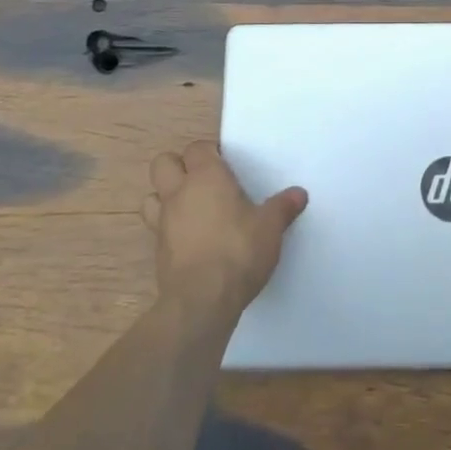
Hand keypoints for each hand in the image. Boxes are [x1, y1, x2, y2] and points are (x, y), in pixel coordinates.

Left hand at [142, 140, 306, 318]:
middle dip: (178, 166)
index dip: (208, 152)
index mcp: (206, 177)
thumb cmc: (239, 251)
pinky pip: (156, 228)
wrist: (202, 301)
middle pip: (163, 163)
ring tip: (189, 209)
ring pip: (151, 195)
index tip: (226, 164)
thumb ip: (283, 207)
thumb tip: (299, 194)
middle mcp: (179, 192)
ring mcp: (163, 222)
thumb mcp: (270, 227)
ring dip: (165, 197)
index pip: (197, 148)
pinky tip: (189, 240)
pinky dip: (168, 229)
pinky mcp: (157, 251)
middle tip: (203, 181)